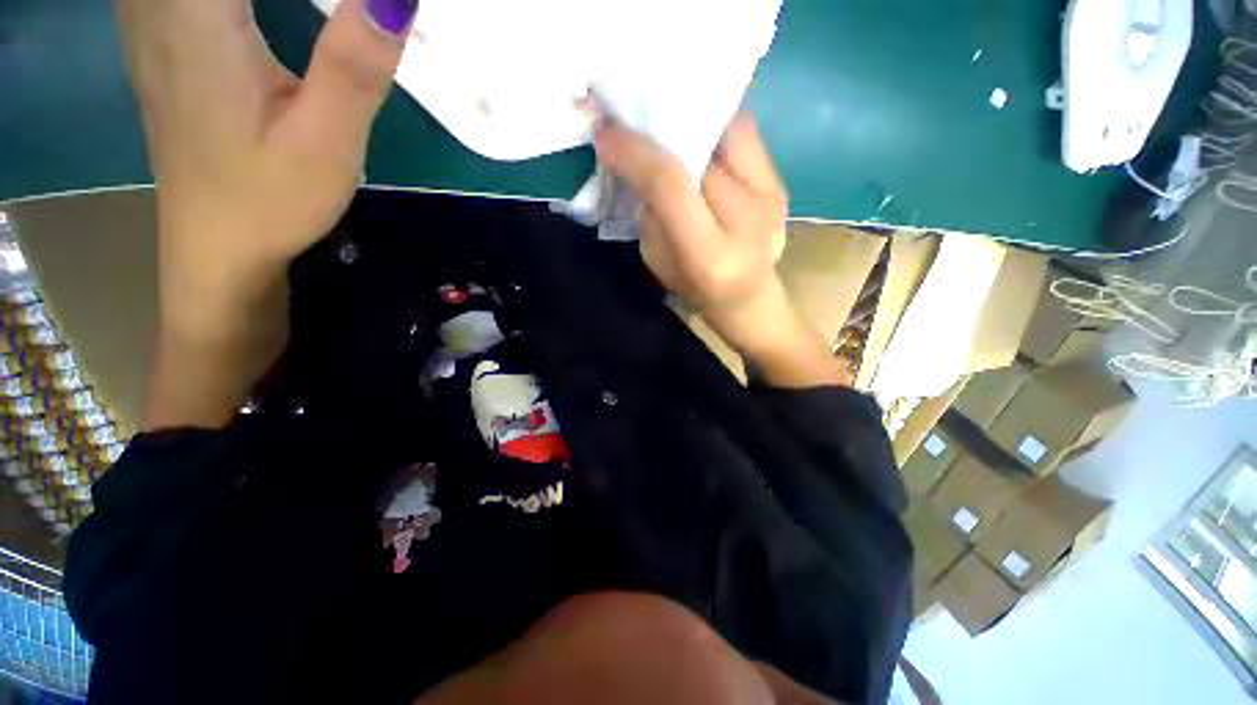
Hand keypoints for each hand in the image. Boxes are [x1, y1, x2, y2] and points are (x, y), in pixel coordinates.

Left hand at [116, 0, 415, 326]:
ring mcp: (150, 16)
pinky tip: (241, 1)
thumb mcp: (325, 143)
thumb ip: (354, 65)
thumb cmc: (270, 200)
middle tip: (347, 6)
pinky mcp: (159, 33)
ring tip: (285, 6)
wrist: (218, 242)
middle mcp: (160, 2)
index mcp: (199, 17)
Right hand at [595, 114, 788, 326]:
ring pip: (729, 131)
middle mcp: (748, 222)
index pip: (670, 186)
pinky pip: (746, 136)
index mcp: (710, 256)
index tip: (606, 131)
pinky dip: (717, 127)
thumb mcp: (659, 262)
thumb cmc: (695, 289)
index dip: (636, 152)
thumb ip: (650, 212)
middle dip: (661, 128)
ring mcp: (772, 199)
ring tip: (667, 120)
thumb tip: (639, 158)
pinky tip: (699, 135)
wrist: (748, 299)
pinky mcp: (780, 184)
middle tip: (634, 118)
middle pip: (701, 151)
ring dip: (693, 120)